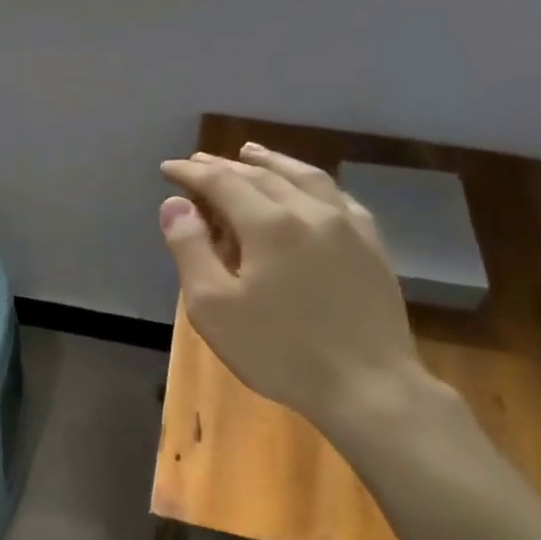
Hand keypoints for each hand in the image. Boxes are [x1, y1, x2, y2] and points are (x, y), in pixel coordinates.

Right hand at [159, 143, 424, 436]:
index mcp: (269, 224)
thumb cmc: (278, 350)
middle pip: (261, 176)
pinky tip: (308, 188)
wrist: (368, 387)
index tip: (168, 168)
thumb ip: (191, 249)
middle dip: (225, 166)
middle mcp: (310, 212)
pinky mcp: (372, 247)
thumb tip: (175, 205)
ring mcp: (348, 227)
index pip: (222, 182)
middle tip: (198, 162)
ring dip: (272, 162)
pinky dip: (311, 183)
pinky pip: (337, 198)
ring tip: (251, 152)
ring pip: (305, 178)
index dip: (191, 172)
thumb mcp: (213, 307)